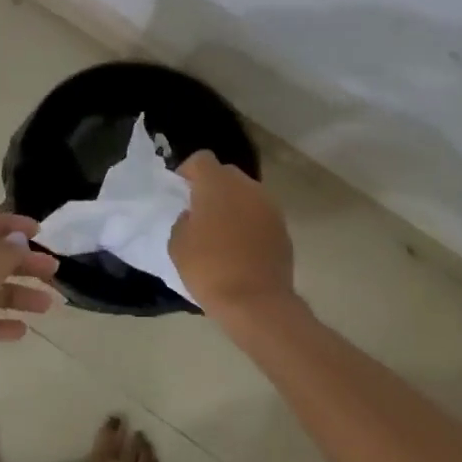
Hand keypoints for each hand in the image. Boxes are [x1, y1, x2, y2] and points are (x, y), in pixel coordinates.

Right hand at [170, 152, 295, 313]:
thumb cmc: (209, 269)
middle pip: (226, 174)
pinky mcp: (283, 228)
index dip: (189, 170)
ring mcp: (269, 206)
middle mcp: (247, 187)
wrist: (256, 302)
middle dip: (212, 186)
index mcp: (217, 184)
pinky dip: (249, 222)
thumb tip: (194, 216)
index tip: (181, 190)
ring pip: (246, 194)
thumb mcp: (178, 245)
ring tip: (221, 230)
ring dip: (233, 204)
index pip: (201, 159)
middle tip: (200, 211)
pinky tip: (240, 246)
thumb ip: (184, 221)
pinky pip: (260, 215)